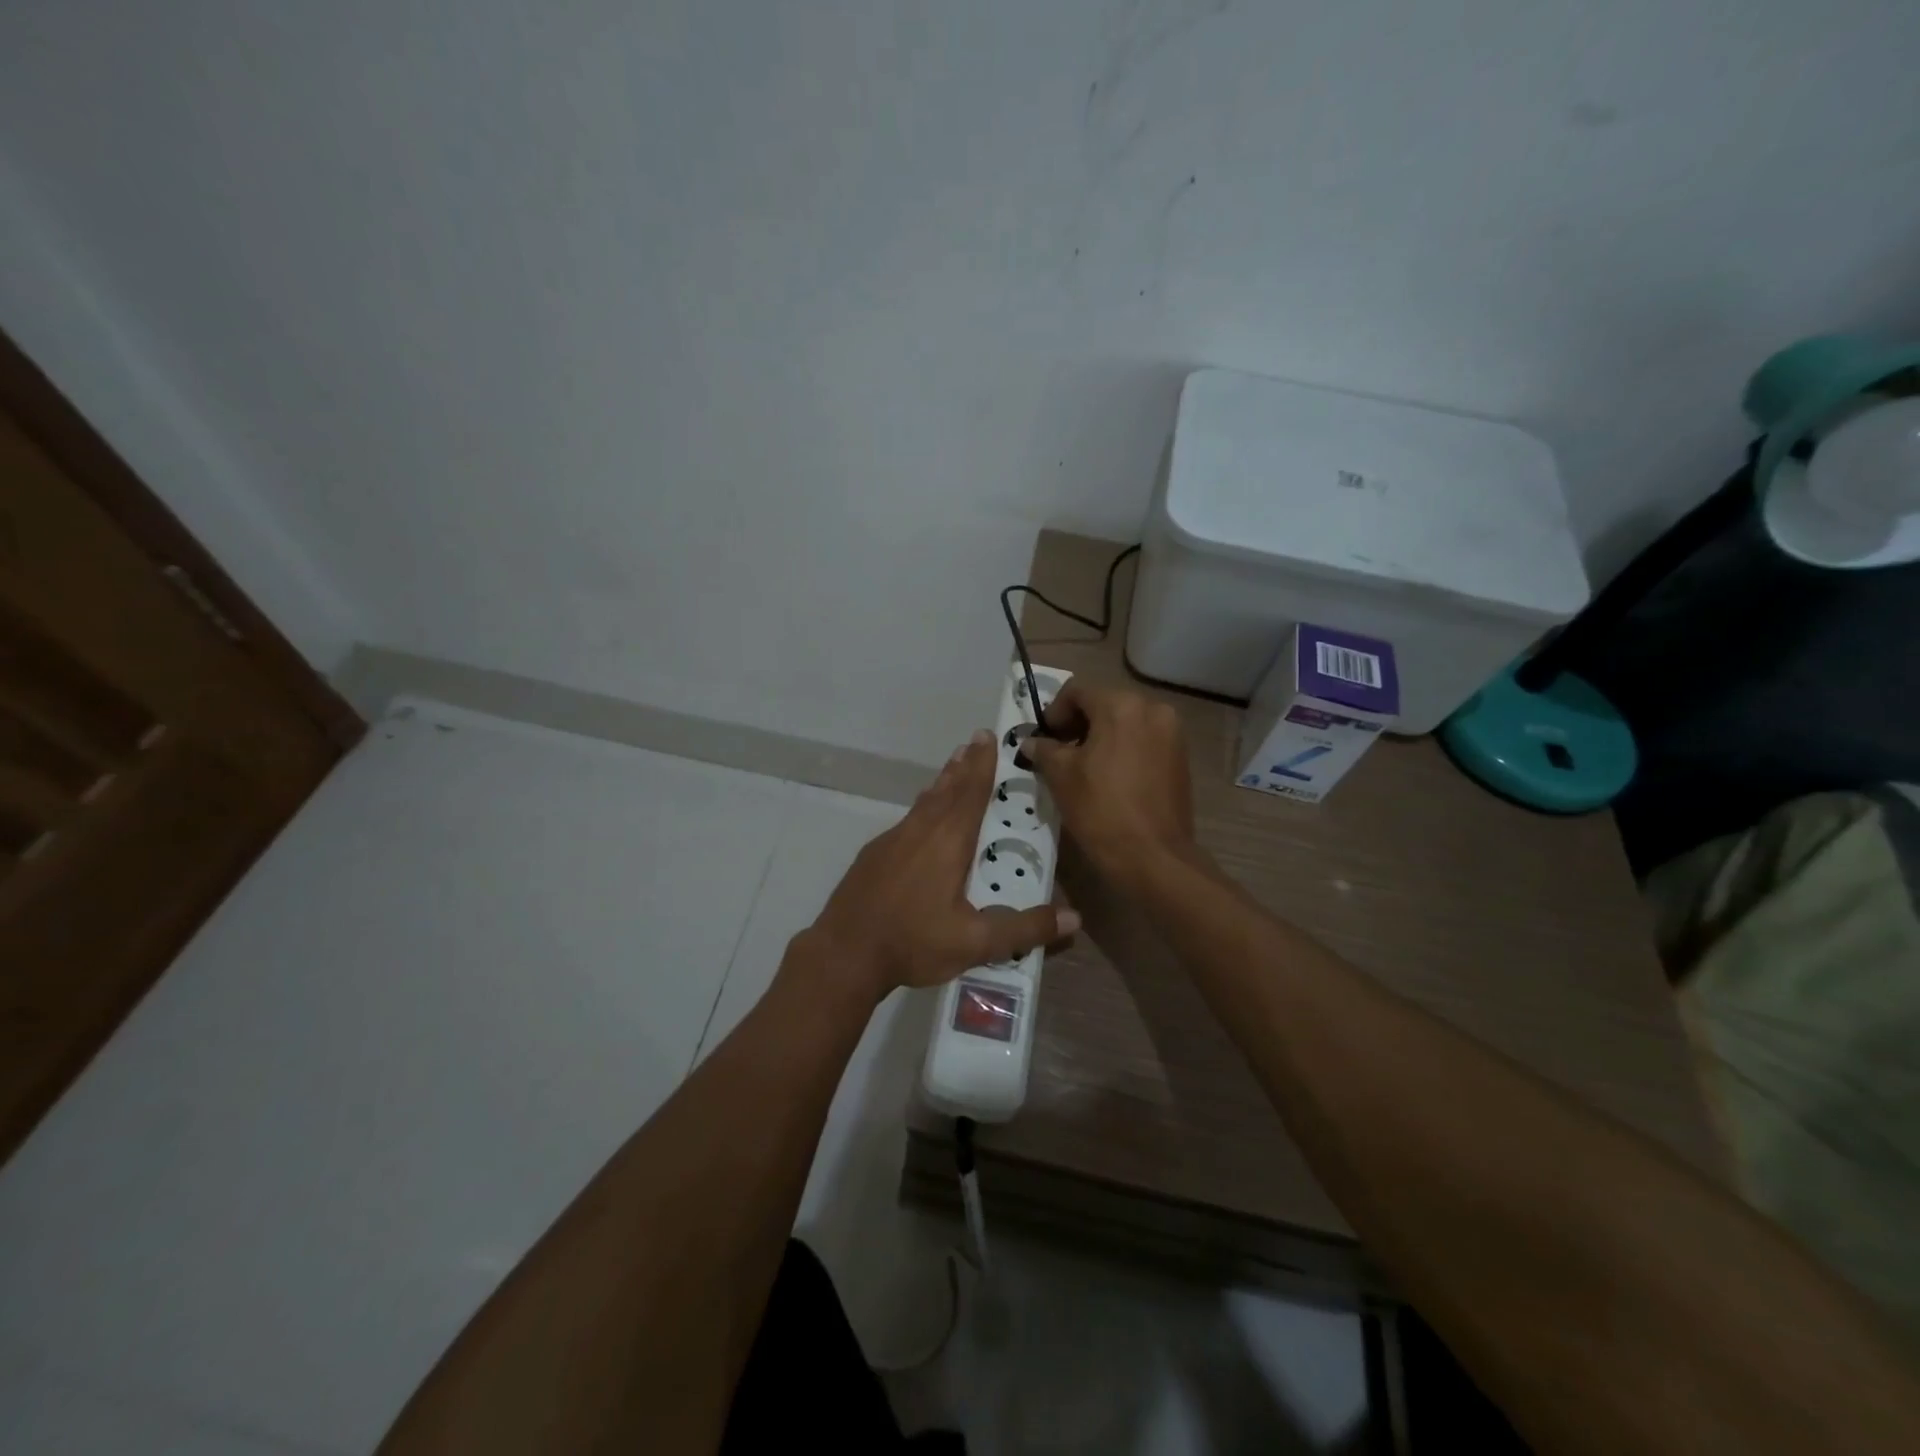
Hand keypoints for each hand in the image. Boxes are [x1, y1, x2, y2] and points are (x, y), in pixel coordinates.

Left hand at [799, 730, 1078, 1003]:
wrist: (843, 953)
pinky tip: (923, 818)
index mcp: (947, 842)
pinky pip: (908, 819)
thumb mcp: (974, 943)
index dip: (982, 765)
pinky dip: (924, 806)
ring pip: (925, 802)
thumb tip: (1074, 917)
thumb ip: (1023, 929)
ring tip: (954, 765)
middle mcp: (920, 831)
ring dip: (943, 781)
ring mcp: (892, 841)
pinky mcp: (875, 855)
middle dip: (964, 765)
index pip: (971, 793)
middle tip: (975, 740)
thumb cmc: (912, 942)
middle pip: (947, 789)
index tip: (987, 737)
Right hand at [1025, 683, 1194, 880]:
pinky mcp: (1181, 757)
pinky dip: (1124, 749)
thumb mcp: (1061, 776)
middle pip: (1104, 704)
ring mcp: (1172, 733)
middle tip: (1059, 752)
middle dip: (1078, 724)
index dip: (1054, 712)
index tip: (1043, 739)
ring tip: (1084, 767)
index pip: (1077, 692)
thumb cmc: (1100, 810)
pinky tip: (1110, 777)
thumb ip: (1044, 750)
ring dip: (1101, 736)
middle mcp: (1152, 709)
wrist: (1153, 856)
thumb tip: (1032, 742)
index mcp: (1121, 706)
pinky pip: (1144, 740)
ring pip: (1126, 722)